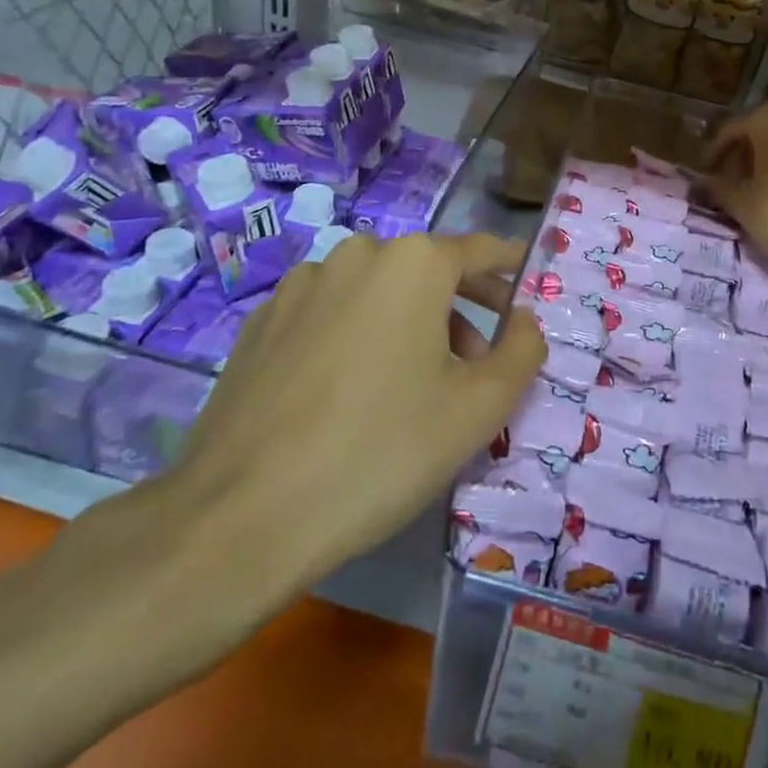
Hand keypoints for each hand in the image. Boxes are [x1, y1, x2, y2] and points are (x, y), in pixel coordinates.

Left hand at [121, 232, 543, 650]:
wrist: (239, 516)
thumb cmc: (381, 451)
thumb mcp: (479, 409)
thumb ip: (522, 351)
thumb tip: (524, 320)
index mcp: (413, 262)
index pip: (480, 251)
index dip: (510, 269)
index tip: (527, 288)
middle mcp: (357, 254)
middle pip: (428, 271)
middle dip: (462, 309)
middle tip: (481, 363)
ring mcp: (301, 285)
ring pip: (378, 292)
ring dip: (409, 323)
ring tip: (414, 386)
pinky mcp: (261, 321)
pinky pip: (331, 314)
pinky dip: (358, 335)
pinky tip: (350, 393)